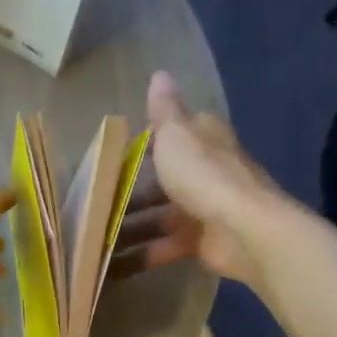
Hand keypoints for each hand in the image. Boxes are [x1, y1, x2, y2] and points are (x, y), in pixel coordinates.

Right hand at [113, 72, 278, 285]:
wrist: (244, 231)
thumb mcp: (176, 135)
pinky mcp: (202, 243)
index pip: (174, 133)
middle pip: (163, 179)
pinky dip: (142, 254)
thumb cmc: (205, 176)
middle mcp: (206, 172)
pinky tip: (112, 263)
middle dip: (130, 191)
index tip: (112, 155)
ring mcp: (204, 209)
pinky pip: (165, 247)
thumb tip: (159, 73)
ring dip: (130, 226)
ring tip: (93, 236)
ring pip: (160, 216)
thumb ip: (164, 109)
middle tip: (92, 203)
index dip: (145, 142)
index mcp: (203, 139)